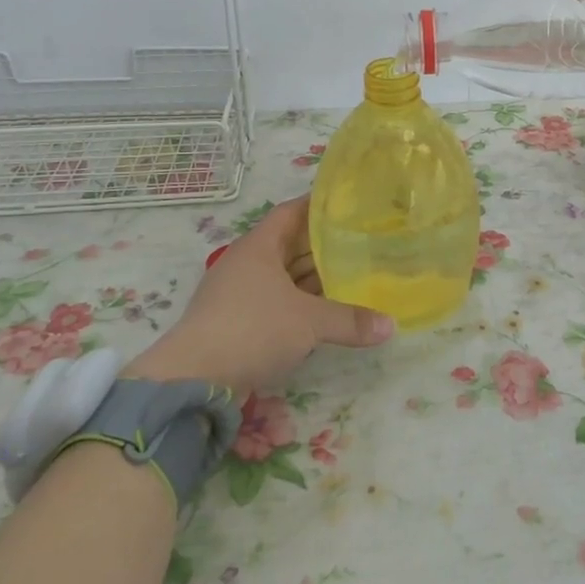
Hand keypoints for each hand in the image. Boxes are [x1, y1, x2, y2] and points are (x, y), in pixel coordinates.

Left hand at [123, 196, 393, 394]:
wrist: (193, 379)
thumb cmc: (252, 329)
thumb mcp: (309, 322)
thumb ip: (351, 320)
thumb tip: (391, 327)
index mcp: (259, 246)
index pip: (292, 212)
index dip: (319, 205)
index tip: (350, 204)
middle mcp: (248, 263)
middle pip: (291, 244)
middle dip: (325, 245)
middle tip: (364, 241)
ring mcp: (240, 294)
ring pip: (286, 276)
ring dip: (315, 278)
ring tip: (355, 275)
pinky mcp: (238, 322)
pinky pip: (279, 302)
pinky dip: (303, 303)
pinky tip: (328, 311)